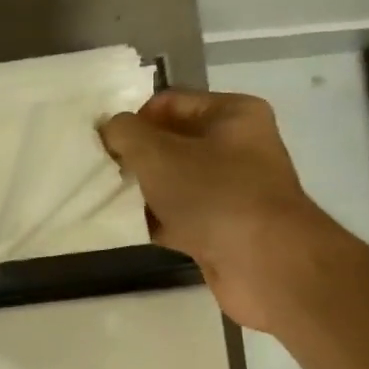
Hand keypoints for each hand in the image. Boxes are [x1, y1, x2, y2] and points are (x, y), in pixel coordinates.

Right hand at [100, 89, 324, 332]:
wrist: (264, 265)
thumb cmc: (214, 194)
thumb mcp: (158, 153)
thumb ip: (126, 133)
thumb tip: (110, 129)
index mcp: (232, 115)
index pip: (170, 103)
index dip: (134, 119)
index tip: (105, 143)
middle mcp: (238, 148)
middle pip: (171, 144)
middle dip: (137, 157)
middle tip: (103, 171)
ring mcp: (232, 191)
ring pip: (174, 183)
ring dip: (143, 192)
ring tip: (108, 199)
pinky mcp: (223, 230)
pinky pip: (180, 217)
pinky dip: (156, 222)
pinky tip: (125, 228)